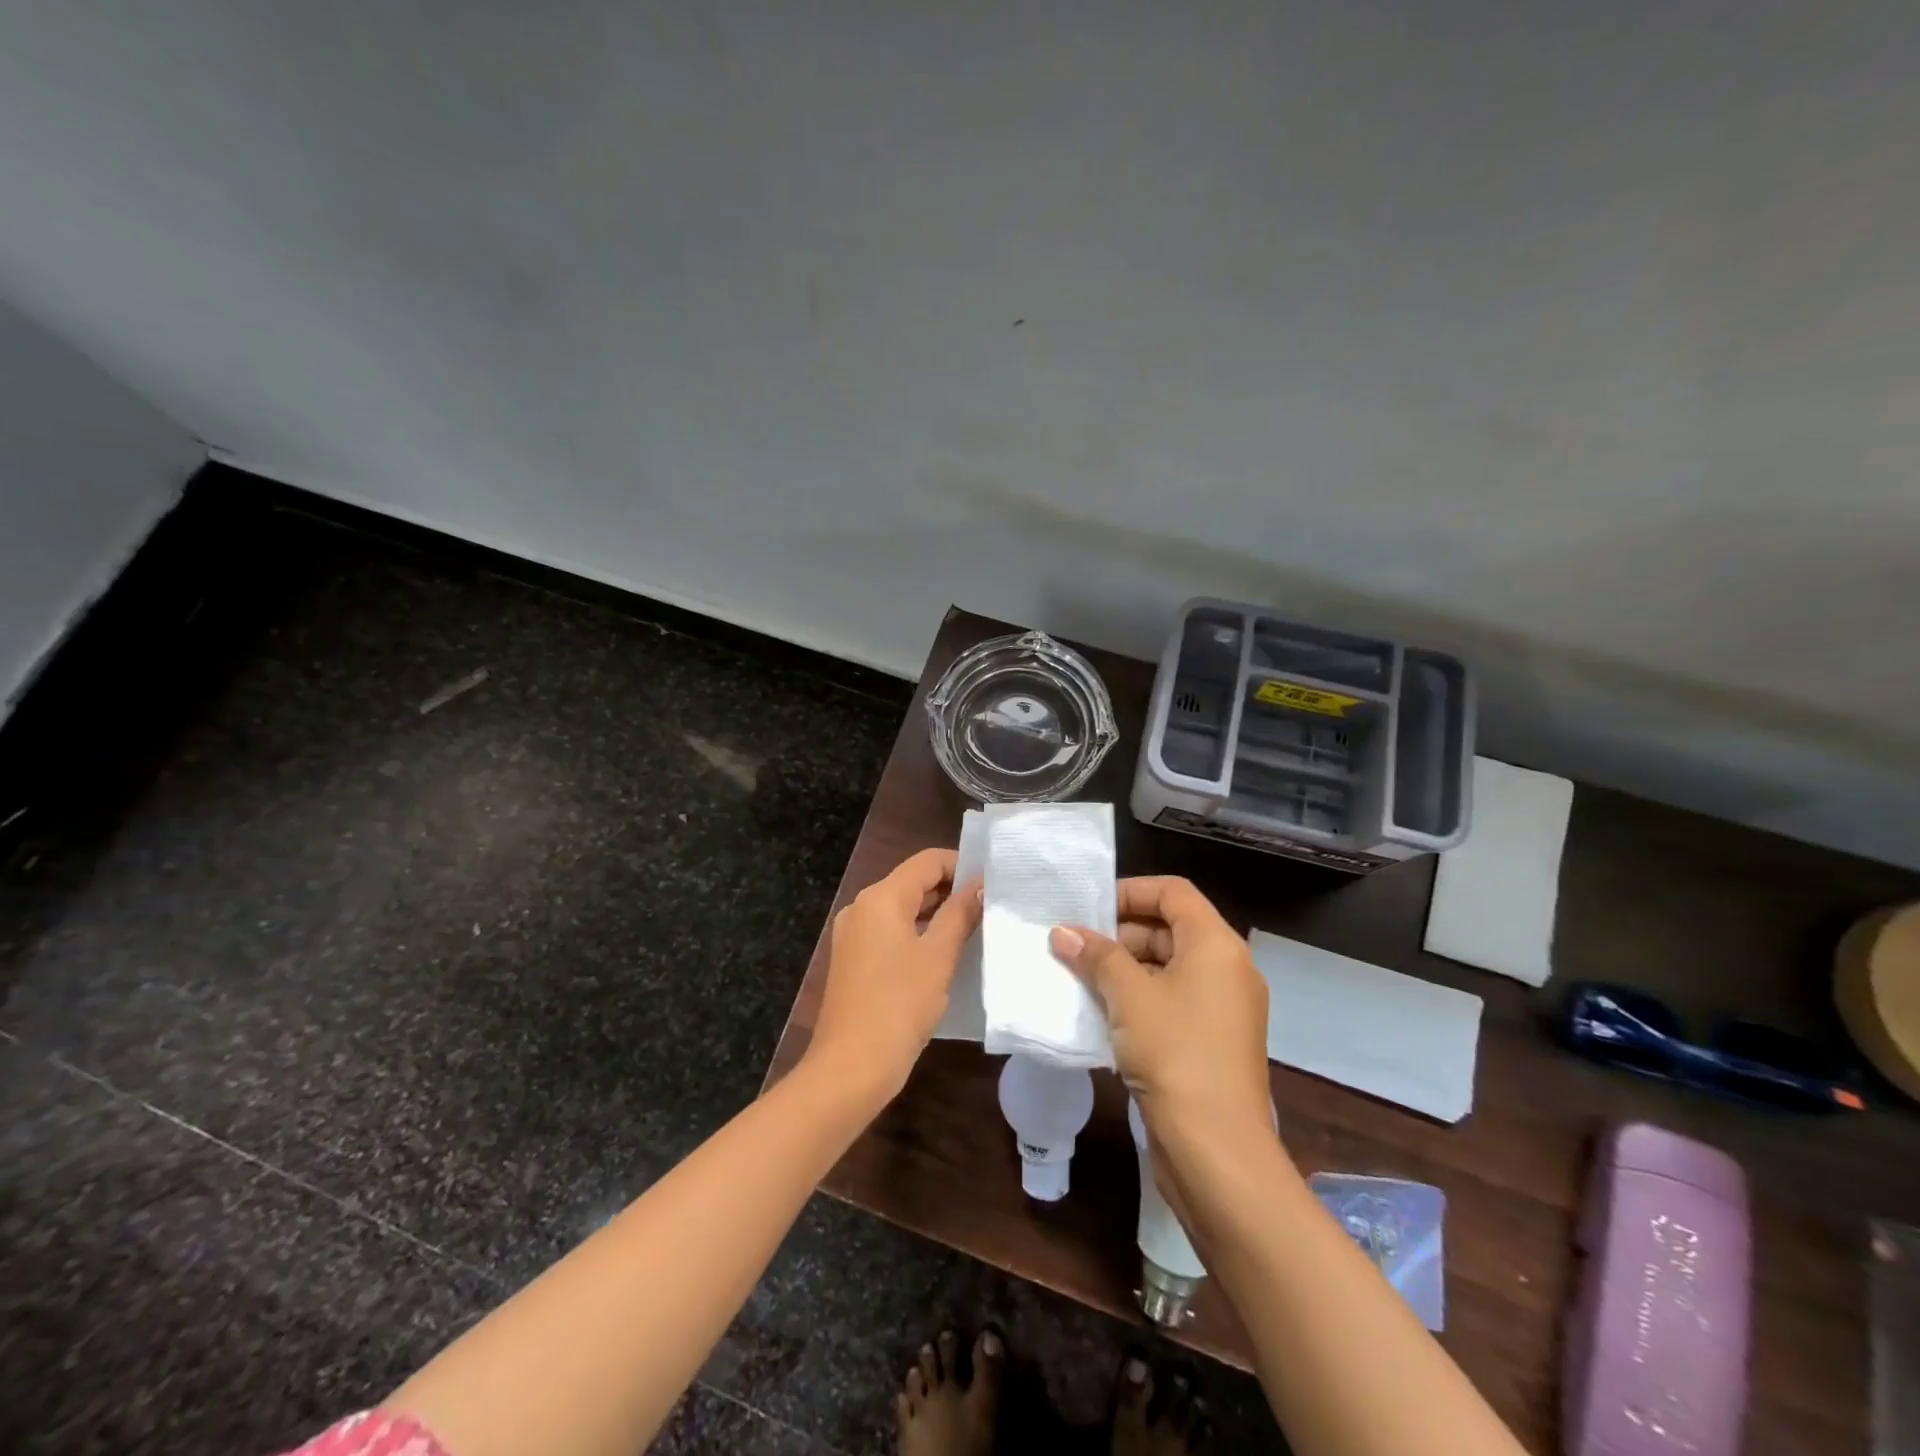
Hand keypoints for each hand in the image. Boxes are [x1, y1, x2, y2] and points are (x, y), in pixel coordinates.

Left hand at [806, 847, 982, 1102]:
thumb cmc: (899, 1004)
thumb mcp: (939, 956)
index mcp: (881, 897)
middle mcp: (862, 906)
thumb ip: (960, 914)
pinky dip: (917, 932)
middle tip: (990, 906)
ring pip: (901, 908)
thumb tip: (980, 886)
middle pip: (912, 881)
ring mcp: (853, 933)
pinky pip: (890, 931)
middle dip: (951, 889)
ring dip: (936, 912)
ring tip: (974, 927)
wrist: (851, 1066)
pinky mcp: (853, 958)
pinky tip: (943, 951)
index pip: (927, 861)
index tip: (993, 883)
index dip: (962, 865)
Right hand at [1050, 877, 1270, 1150]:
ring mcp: (1222, 1008)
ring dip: (1123, 969)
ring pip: (1167, 967)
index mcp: (1216, 945)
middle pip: (1169, 928)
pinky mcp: (1211, 1041)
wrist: (1217, 1151)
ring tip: (1078, 977)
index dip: (1130, 891)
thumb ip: (1096, 956)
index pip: (1173, 892)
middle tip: (1074, 946)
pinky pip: (1171, 1001)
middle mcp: (1227, 968)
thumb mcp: (1129, 996)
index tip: (1088, 908)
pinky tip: (1099, 1012)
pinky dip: (1137, 999)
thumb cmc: (1175, 1053)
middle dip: (1119, 933)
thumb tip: (1063, 932)